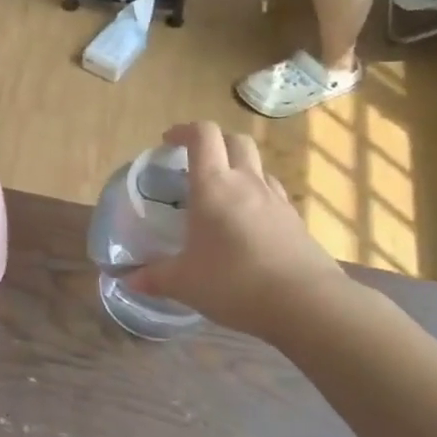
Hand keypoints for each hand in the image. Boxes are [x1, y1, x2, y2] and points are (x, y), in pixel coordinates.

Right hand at [126, 123, 349, 342]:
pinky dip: (257, 198)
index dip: (184, 130)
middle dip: (214, 143)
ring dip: (239, 168)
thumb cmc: (234, 283)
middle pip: (236, 140)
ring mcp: (277, 201)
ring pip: (258, 166)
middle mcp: (247, 183)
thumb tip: (128, 280)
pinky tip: (247, 225)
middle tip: (195, 162)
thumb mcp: (184, 283)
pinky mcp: (297, 222)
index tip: (168, 141)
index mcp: (213, 186)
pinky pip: (274, 195)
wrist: (308, 305)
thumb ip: (154, 277)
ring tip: (222, 194)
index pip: (203, 135)